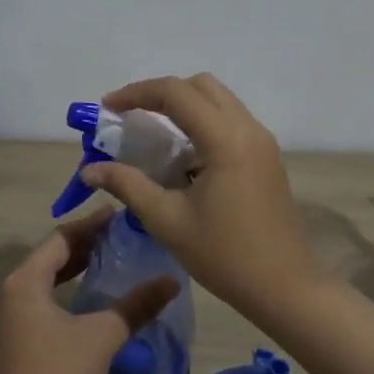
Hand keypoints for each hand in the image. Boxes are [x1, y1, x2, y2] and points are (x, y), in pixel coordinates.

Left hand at [0, 210, 179, 373]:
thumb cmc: (58, 373)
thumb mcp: (103, 335)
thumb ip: (137, 306)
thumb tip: (173, 281)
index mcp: (26, 279)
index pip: (61, 237)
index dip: (90, 224)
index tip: (118, 214)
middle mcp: (14, 288)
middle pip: (52, 253)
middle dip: (85, 242)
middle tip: (120, 233)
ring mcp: (13, 312)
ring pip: (47, 274)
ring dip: (76, 263)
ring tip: (110, 255)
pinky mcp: (18, 332)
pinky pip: (45, 293)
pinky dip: (67, 284)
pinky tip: (91, 290)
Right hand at [82, 74, 319, 318]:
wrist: (284, 287)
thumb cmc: (224, 255)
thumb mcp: (167, 221)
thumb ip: (127, 185)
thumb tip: (89, 169)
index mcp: (225, 139)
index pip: (176, 92)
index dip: (137, 93)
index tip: (108, 107)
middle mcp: (248, 129)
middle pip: (200, 85)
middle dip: (161, 93)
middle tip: (131, 117)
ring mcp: (262, 141)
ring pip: (219, 100)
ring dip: (184, 106)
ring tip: (153, 134)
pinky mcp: (267, 156)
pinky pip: (231, 120)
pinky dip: (202, 122)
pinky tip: (183, 156)